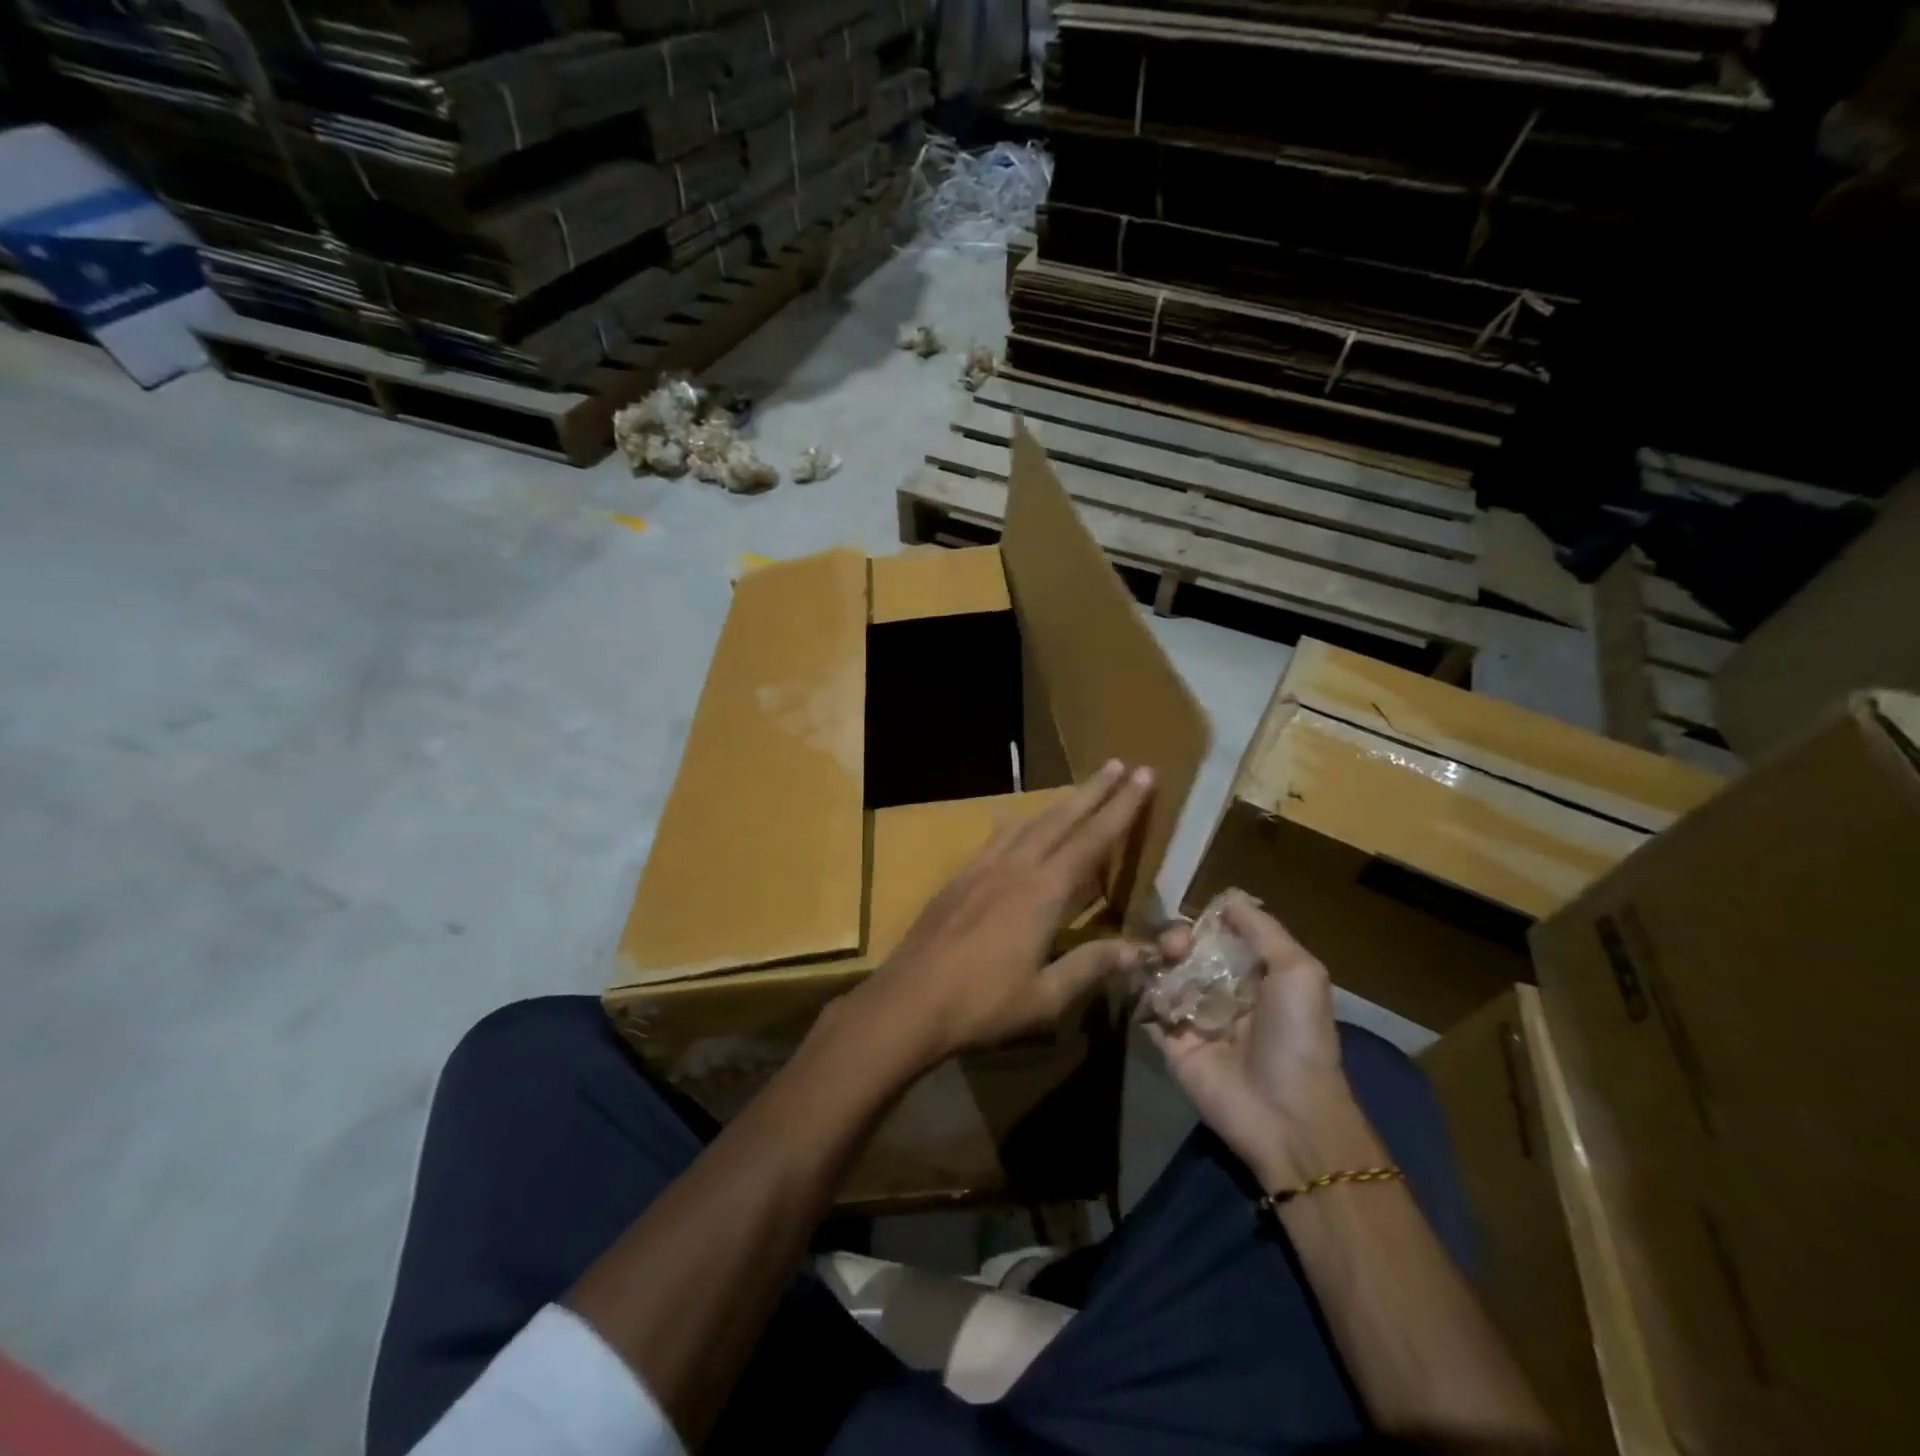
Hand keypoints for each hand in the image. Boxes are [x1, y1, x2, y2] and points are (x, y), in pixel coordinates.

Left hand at [850, 760, 1155, 1069]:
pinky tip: (1019, 824)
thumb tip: (1139, 949)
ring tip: (1079, 790)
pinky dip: (1020, 823)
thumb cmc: (981, 1004)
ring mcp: (983, 868)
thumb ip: (1090, 967)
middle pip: (1061, 818)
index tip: (1143, 776)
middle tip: (1118, 763)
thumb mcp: (1045, 998)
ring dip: (1059, 803)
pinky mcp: (960, 877)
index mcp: (1042, 893)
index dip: (1121, 808)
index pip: (1092, 840)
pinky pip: (998, 837)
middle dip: (1093, 790)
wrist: (908, 1000)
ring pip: (1028, 823)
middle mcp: (1015, 868)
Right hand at [1150, 900, 1380, 1190]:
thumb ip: (1263, 931)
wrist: (1286, 1114)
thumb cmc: (1298, 1037)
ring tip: (1162, 962)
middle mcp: (1222, 992)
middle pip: (1187, 951)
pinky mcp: (1170, 1042)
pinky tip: (1142, 980)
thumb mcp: (1299, 972)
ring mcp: (1194, 1017)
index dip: (1204, 922)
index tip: (1194, 918)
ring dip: (1157, 960)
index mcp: (1255, 975)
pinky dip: (1141, 991)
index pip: (1220, 936)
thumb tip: (1226, 901)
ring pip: (1164, 974)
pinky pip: (1148, 1008)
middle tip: (1175, 947)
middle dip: (1176, 939)